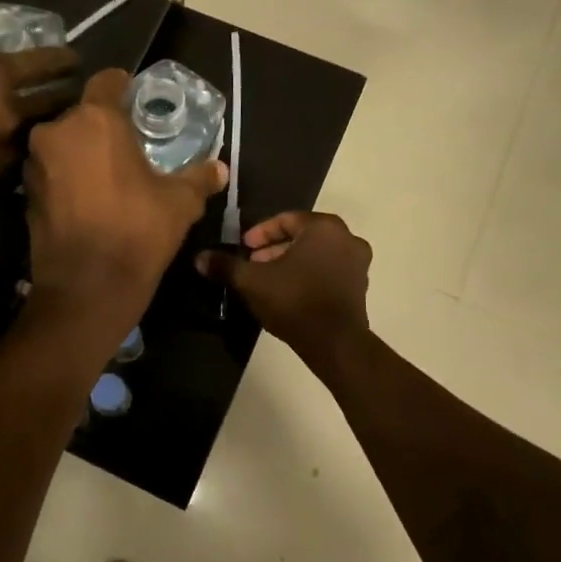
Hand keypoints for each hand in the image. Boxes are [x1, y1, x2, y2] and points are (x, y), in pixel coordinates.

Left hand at [24, 69, 227, 322]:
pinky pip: (51, 171)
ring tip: (106, 173)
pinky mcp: (25, 192)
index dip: (123, 85)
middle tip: (126, 144)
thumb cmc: (137, 232)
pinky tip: (87, 197)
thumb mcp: (180, 203)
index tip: (134, 97)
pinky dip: (66, 176)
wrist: (86, 288)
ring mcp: (35, 162)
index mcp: (95, 119)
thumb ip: (199, 178)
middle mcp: (57, 131)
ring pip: (63, 142)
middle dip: (102, 125)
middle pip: (82, 114)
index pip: (107, 81)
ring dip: (81, 151)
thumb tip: (220, 169)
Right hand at [196, 211, 371, 360]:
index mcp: (323, 227)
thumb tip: (199, 258)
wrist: (334, 342)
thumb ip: (226, 265)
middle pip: (302, 236)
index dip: (259, 233)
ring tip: (267, 280)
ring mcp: (358, 263)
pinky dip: (308, 274)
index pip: (285, 219)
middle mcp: (346, 238)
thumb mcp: (252, 281)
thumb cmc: (294, 300)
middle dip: (274, 248)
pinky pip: (329, 271)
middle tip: (253, 263)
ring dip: (291, 262)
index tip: (243, 247)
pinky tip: (289, 293)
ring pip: (316, 254)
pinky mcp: (360, 287)